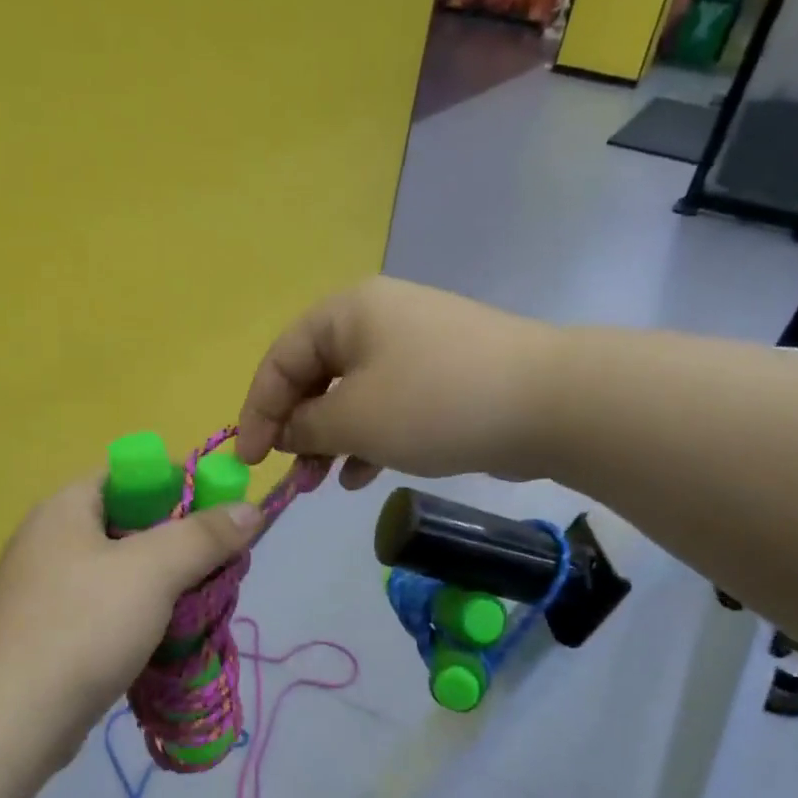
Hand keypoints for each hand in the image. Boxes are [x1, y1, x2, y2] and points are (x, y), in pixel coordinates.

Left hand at [0, 475, 261, 769]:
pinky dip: (144, 616)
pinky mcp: (56, 634)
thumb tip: (251, 508)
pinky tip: (172, 637)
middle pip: (132, 523)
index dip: (178, 483)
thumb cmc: (81, 627)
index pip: (130, 473)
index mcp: (66, 509)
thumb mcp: (151, 571)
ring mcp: (51, 591)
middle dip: (182, 542)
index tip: (221, 514)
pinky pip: (111, 609)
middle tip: (222, 565)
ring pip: (125, 572)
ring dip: (168, 584)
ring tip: (206, 604)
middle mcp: (53, 541)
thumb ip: (203, 535)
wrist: (9, 723)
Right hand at [235, 277, 558, 486]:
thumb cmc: (434, 402)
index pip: (281, 359)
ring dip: (330, 441)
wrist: (548, 403)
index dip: (258, 411)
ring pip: (351, 396)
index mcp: (347, 313)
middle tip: (291, 477)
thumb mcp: (355, 417)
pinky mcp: (440, 378)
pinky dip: (368, 439)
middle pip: (315, 376)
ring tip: (321, 484)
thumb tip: (286, 432)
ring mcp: (413, 348)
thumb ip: (306, 426)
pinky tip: (362, 476)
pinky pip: (387, 407)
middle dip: (297, 430)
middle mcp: (377, 321)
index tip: (250, 460)